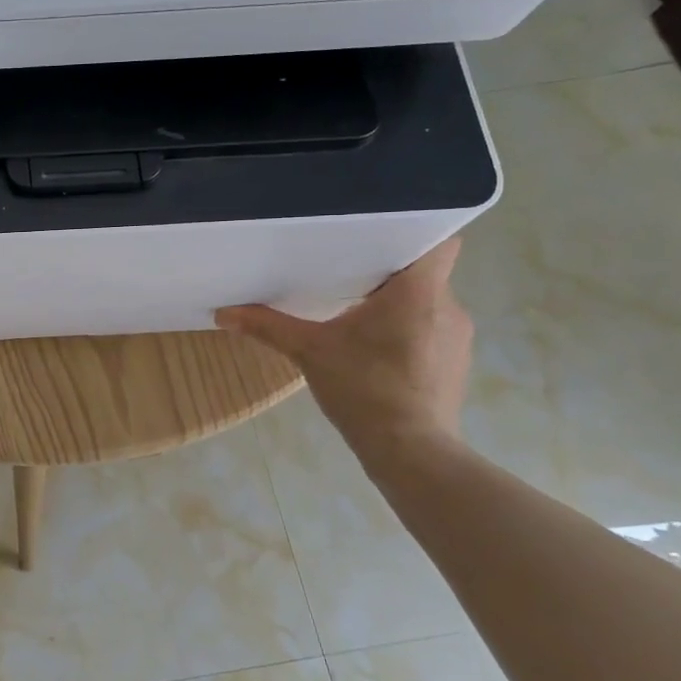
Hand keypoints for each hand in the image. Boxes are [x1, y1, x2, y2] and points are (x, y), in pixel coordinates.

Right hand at [216, 238, 471, 458]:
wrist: (410, 451)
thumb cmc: (364, 388)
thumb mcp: (308, 351)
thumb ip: (267, 326)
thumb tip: (222, 313)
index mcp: (419, 291)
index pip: (438, 240)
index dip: (413, 230)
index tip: (377, 234)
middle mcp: (448, 306)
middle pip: (425, 271)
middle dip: (388, 271)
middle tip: (347, 272)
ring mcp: (457, 337)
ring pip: (428, 302)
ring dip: (397, 304)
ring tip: (357, 314)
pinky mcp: (455, 363)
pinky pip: (432, 330)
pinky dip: (407, 331)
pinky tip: (376, 350)